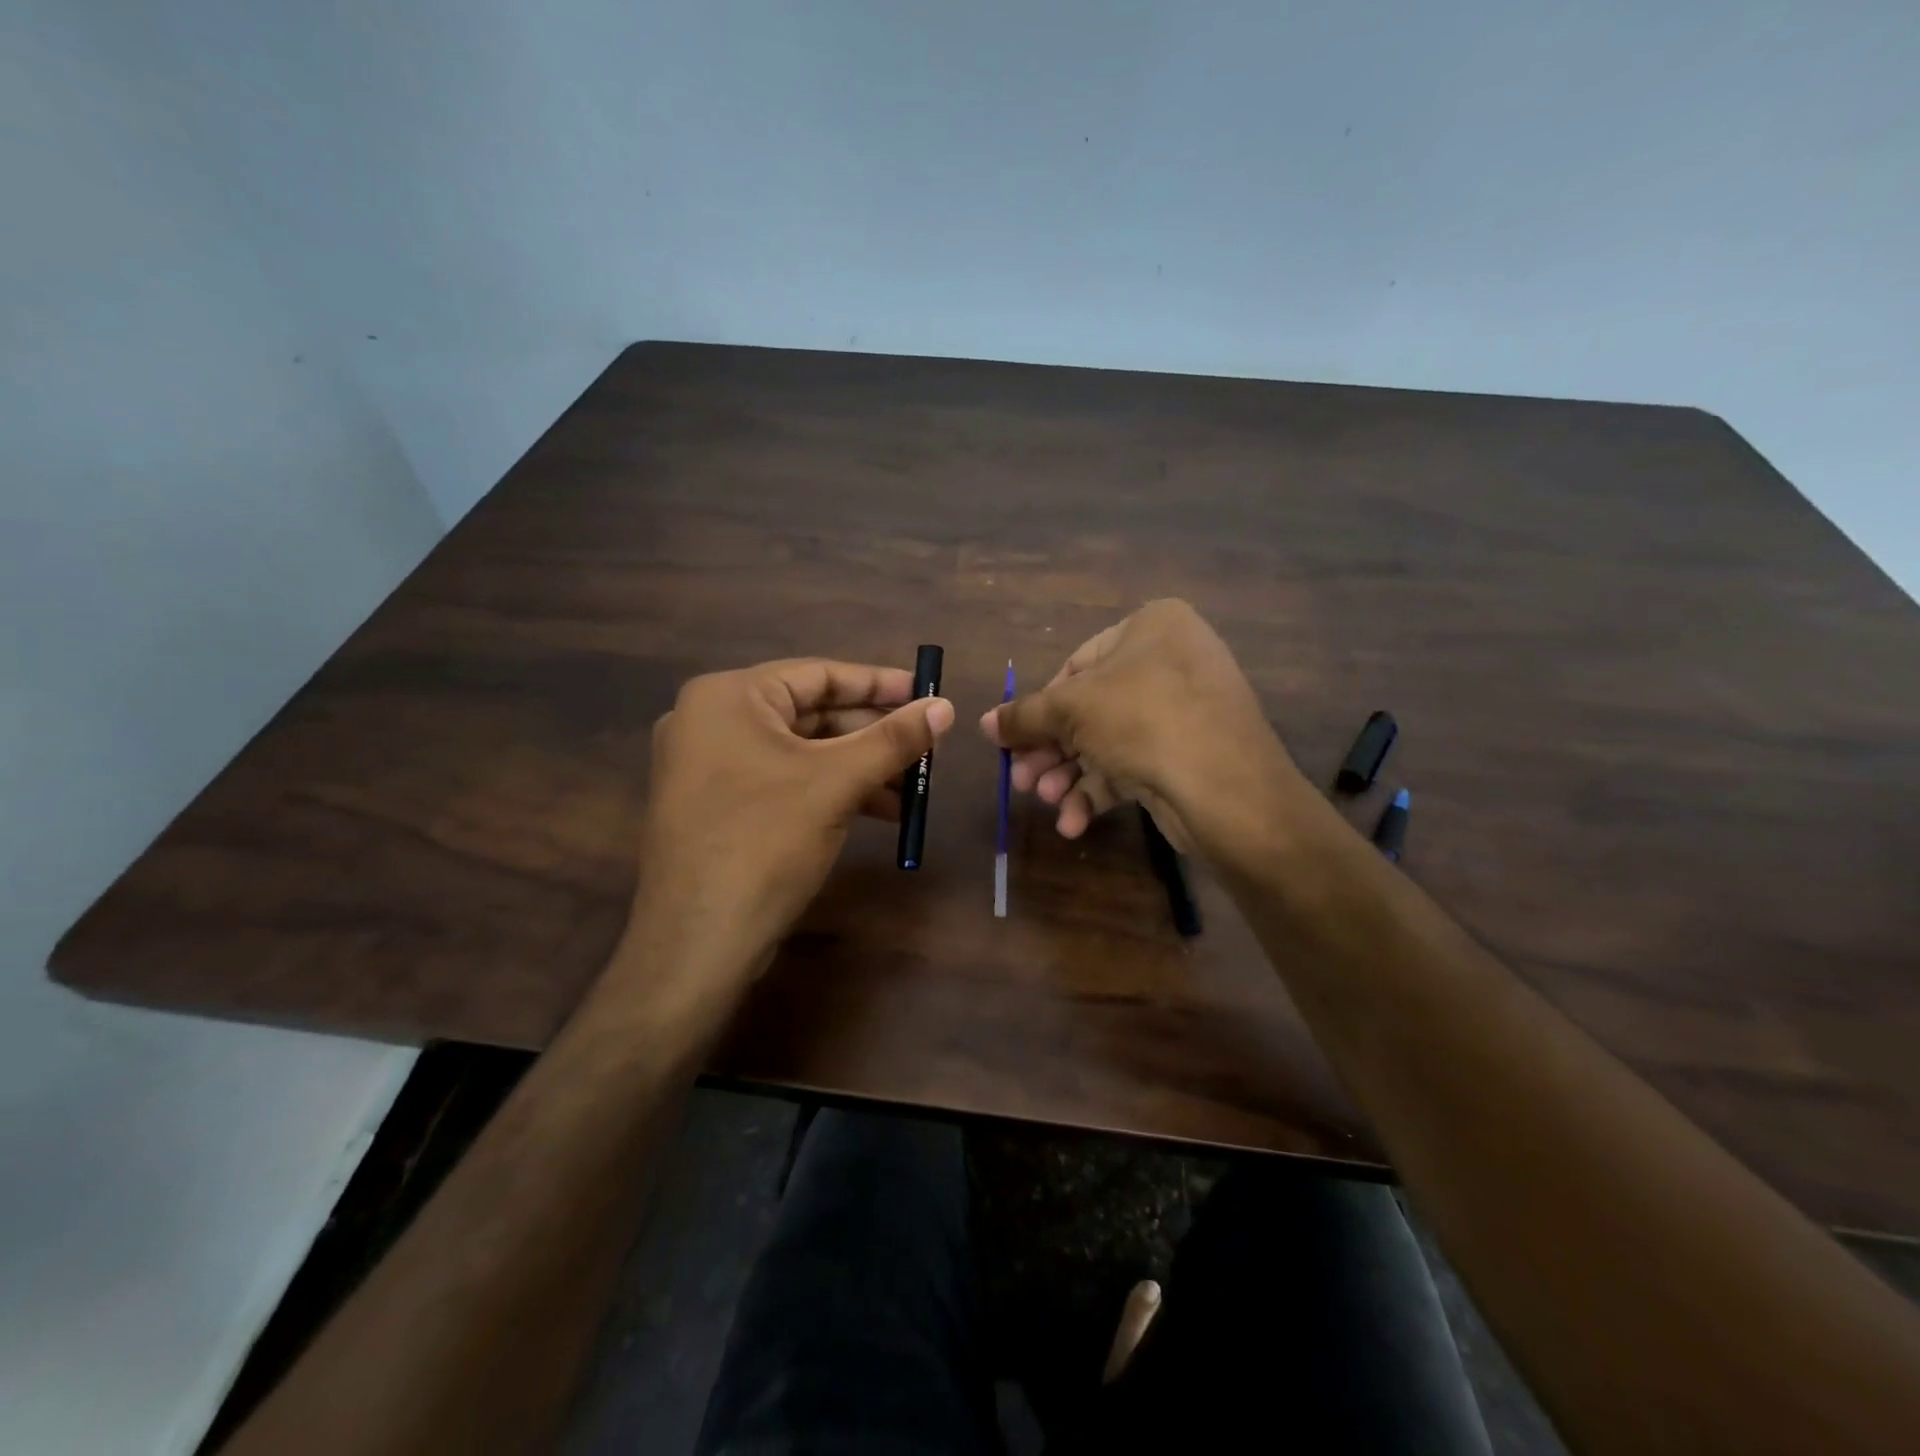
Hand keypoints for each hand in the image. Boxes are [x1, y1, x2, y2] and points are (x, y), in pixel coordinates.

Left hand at [635, 659, 953, 970]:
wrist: (697, 942)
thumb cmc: (764, 842)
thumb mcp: (837, 783)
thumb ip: (893, 740)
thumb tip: (945, 706)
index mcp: (727, 697)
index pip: (818, 674)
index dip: (879, 684)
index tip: (927, 694)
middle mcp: (712, 721)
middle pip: (812, 713)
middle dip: (873, 735)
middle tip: (926, 746)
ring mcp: (711, 766)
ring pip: (803, 752)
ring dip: (860, 767)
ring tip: (913, 789)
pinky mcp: (720, 805)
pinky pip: (786, 781)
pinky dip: (832, 790)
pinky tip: (879, 811)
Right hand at [980, 600, 1303, 857]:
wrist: (1227, 790)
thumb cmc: (1143, 721)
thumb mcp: (1072, 710)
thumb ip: (1024, 716)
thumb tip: (985, 723)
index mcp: (1152, 627)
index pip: (1076, 664)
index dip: (1039, 708)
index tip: (1013, 741)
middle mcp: (1172, 660)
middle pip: (1089, 709)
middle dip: (1051, 751)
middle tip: (1021, 782)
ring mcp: (1185, 710)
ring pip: (1108, 741)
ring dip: (1070, 775)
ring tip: (1047, 802)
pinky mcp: (1189, 755)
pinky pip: (1134, 764)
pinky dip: (1100, 791)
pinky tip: (1074, 823)